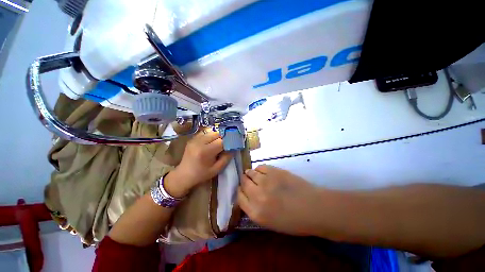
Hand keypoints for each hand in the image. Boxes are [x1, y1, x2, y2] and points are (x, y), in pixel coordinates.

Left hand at [165, 131, 231, 197]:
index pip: (222, 141)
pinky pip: (205, 133)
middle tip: (226, 144)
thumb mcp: (217, 169)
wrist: (184, 174)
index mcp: (205, 152)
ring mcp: (194, 139)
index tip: (233, 145)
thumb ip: (227, 158)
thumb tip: (233, 148)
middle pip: (217, 134)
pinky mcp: (192, 138)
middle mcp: (199, 143)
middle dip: (223, 138)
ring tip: (218, 143)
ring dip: (217, 136)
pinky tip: (211, 142)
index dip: (229, 142)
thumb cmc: (201, 174)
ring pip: (211, 132)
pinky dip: (210, 135)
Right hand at [237, 165, 320, 235]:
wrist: (313, 208)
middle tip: (248, 181)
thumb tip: (247, 195)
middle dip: (244, 181)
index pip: (239, 197)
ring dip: (250, 173)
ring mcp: (265, 181)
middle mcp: (257, 196)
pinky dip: (259, 169)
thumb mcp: (269, 222)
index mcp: (255, 212)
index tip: (243, 190)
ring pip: (250, 173)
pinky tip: (263, 173)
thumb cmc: (293, 220)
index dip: (240, 192)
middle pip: (243, 183)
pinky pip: (260, 167)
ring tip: (254, 175)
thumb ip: (254, 209)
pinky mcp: (274, 171)